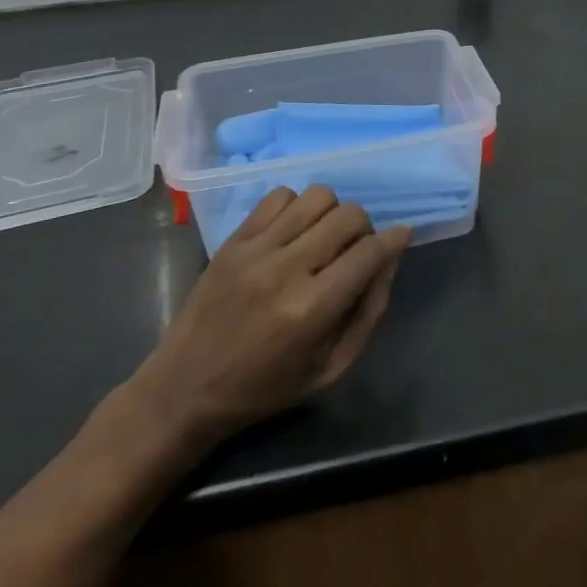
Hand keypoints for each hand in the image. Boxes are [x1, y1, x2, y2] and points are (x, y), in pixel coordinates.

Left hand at [130, 187, 411, 447]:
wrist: (184, 389)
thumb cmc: (264, 389)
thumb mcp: (330, 369)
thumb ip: (369, 313)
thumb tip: (390, 260)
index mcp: (312, 309)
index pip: (370, 252)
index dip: (395, 239)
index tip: (403, 235)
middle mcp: (286, 270)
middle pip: (348, 216)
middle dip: (364, 229)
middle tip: (355, 250)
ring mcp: (255, 249)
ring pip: (317, 197)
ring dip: (331, 214)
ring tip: (322, 238)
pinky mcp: (233, 240)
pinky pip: (278, 196)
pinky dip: (296, 207)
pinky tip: (292, 232)